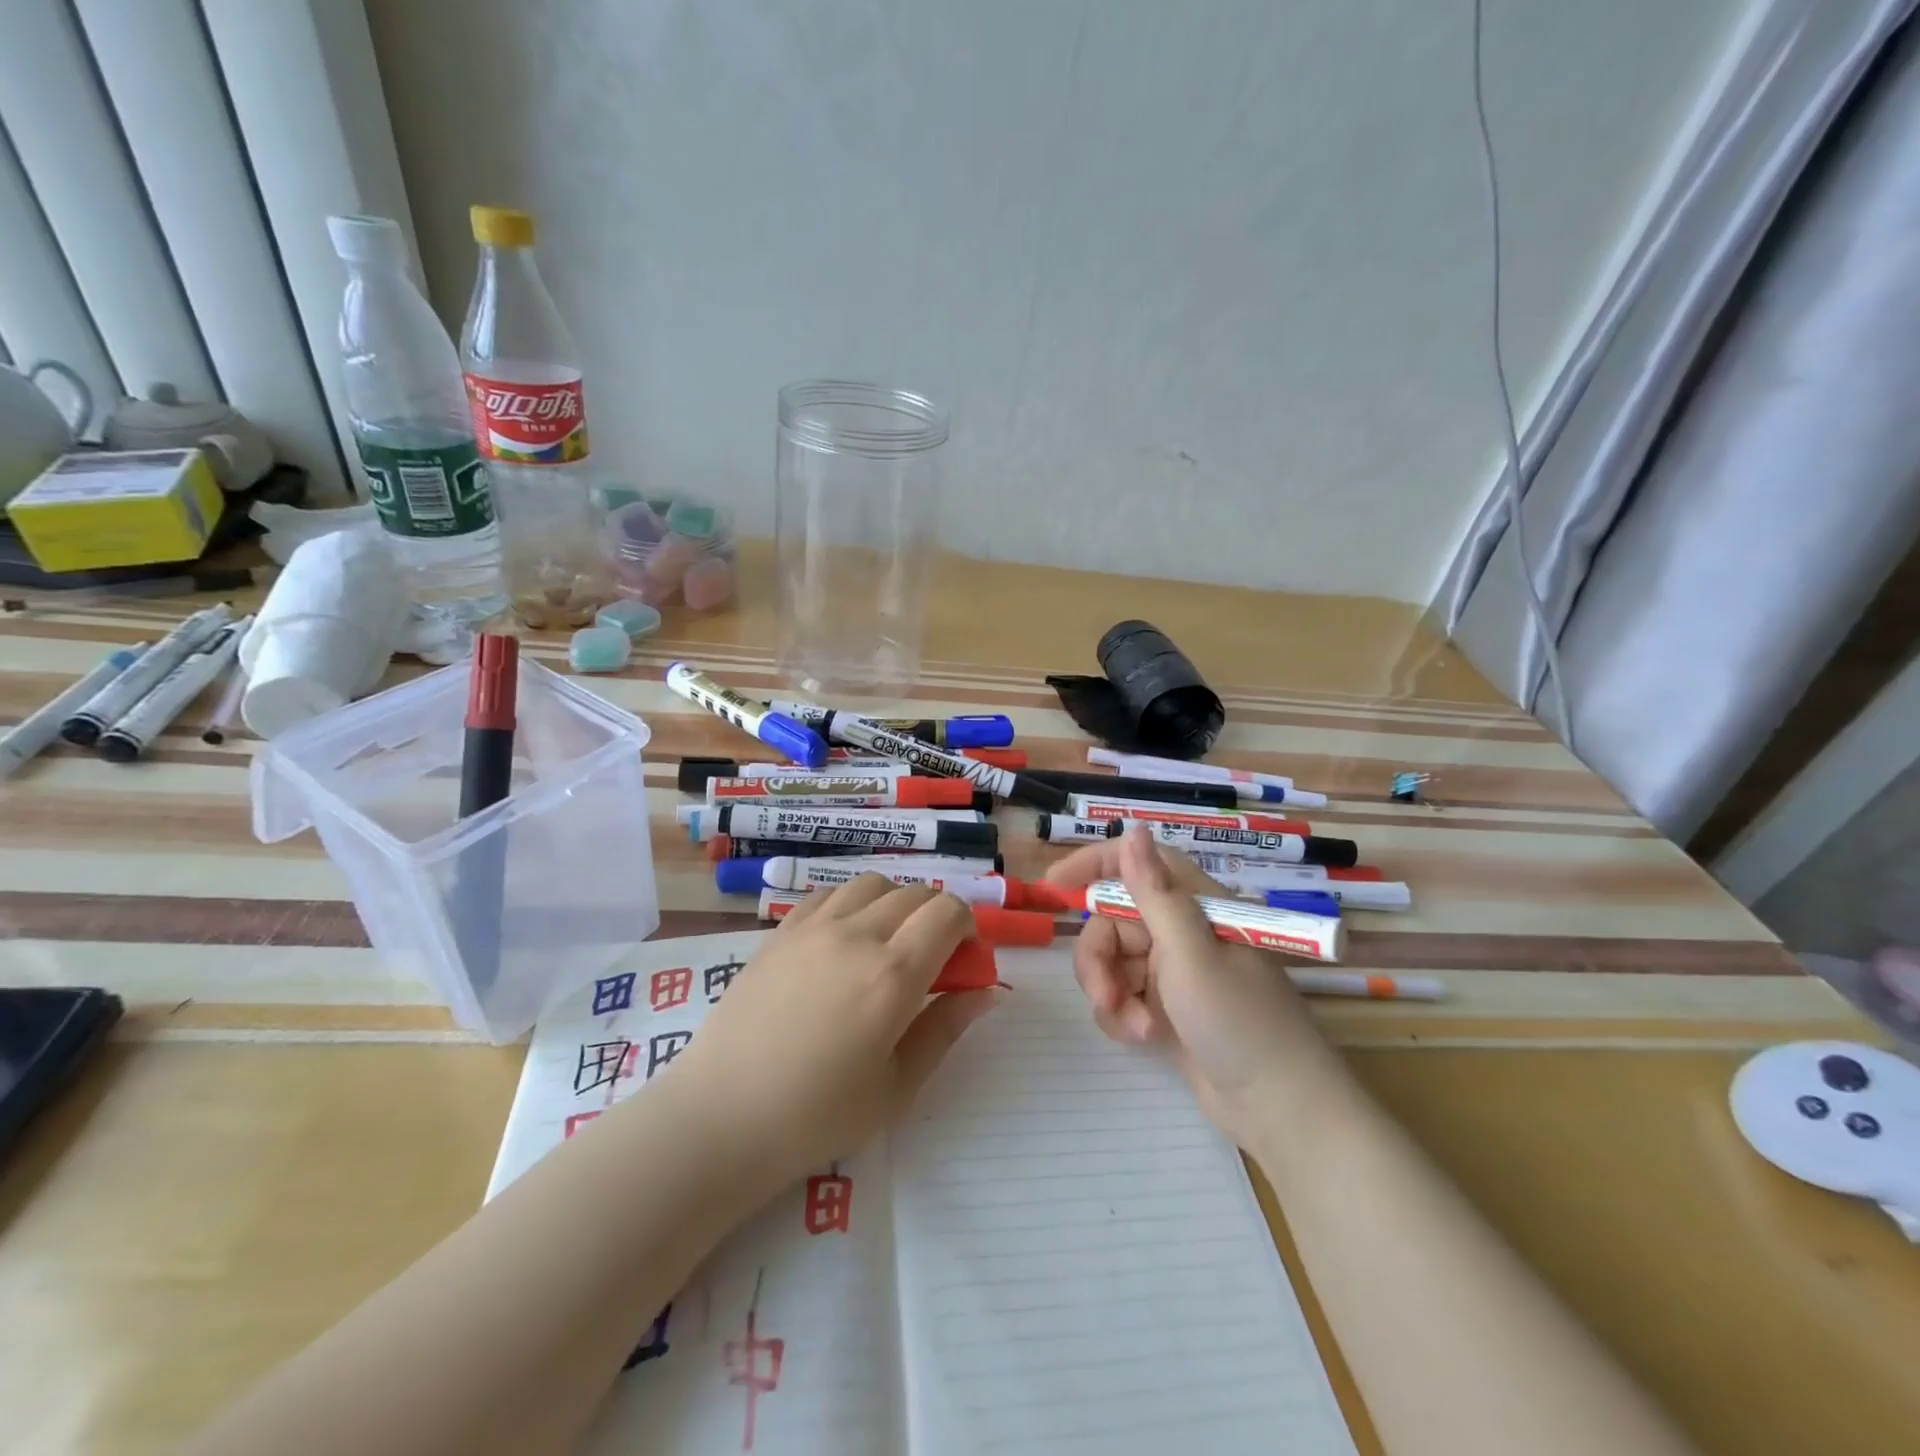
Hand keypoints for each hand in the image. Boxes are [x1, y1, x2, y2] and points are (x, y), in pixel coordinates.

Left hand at [671, 875, 1001, 1188]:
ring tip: (884, 946)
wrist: (722, 1116)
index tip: (962, 961)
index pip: (948, 912)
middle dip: (936, 917)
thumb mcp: (897, 1087)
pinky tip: (841, 942)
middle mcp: (857, 934)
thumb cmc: (817, 1116)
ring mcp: (813, 927)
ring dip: (894, 904)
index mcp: (893, 973)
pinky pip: (829, 894)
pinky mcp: (780, 931)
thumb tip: (988, 992)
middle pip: (915, 893)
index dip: (967, 927)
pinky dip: (850, 905)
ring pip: (873, 884)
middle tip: (928, 962)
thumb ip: (946, 1029)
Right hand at [1046, 827, 1333, 1144]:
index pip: (1138, 864)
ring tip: (1135, 1027)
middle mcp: (1181, 931)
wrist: (1277, 1109)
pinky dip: (1121, 1014)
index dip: (1094, 865)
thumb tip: (1134, 829)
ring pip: (1111, 961)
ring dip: (1110, 993)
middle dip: (1098, 959)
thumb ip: (1155, 893)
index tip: (1054, 887)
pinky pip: (1121, 994)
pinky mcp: (1165, 1006)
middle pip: (1112, 921)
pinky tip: (1141, 1038)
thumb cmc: (1239, 1020)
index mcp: (1195, 906)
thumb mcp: (1191, 953)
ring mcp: (1173, 971)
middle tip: (1105, 995)